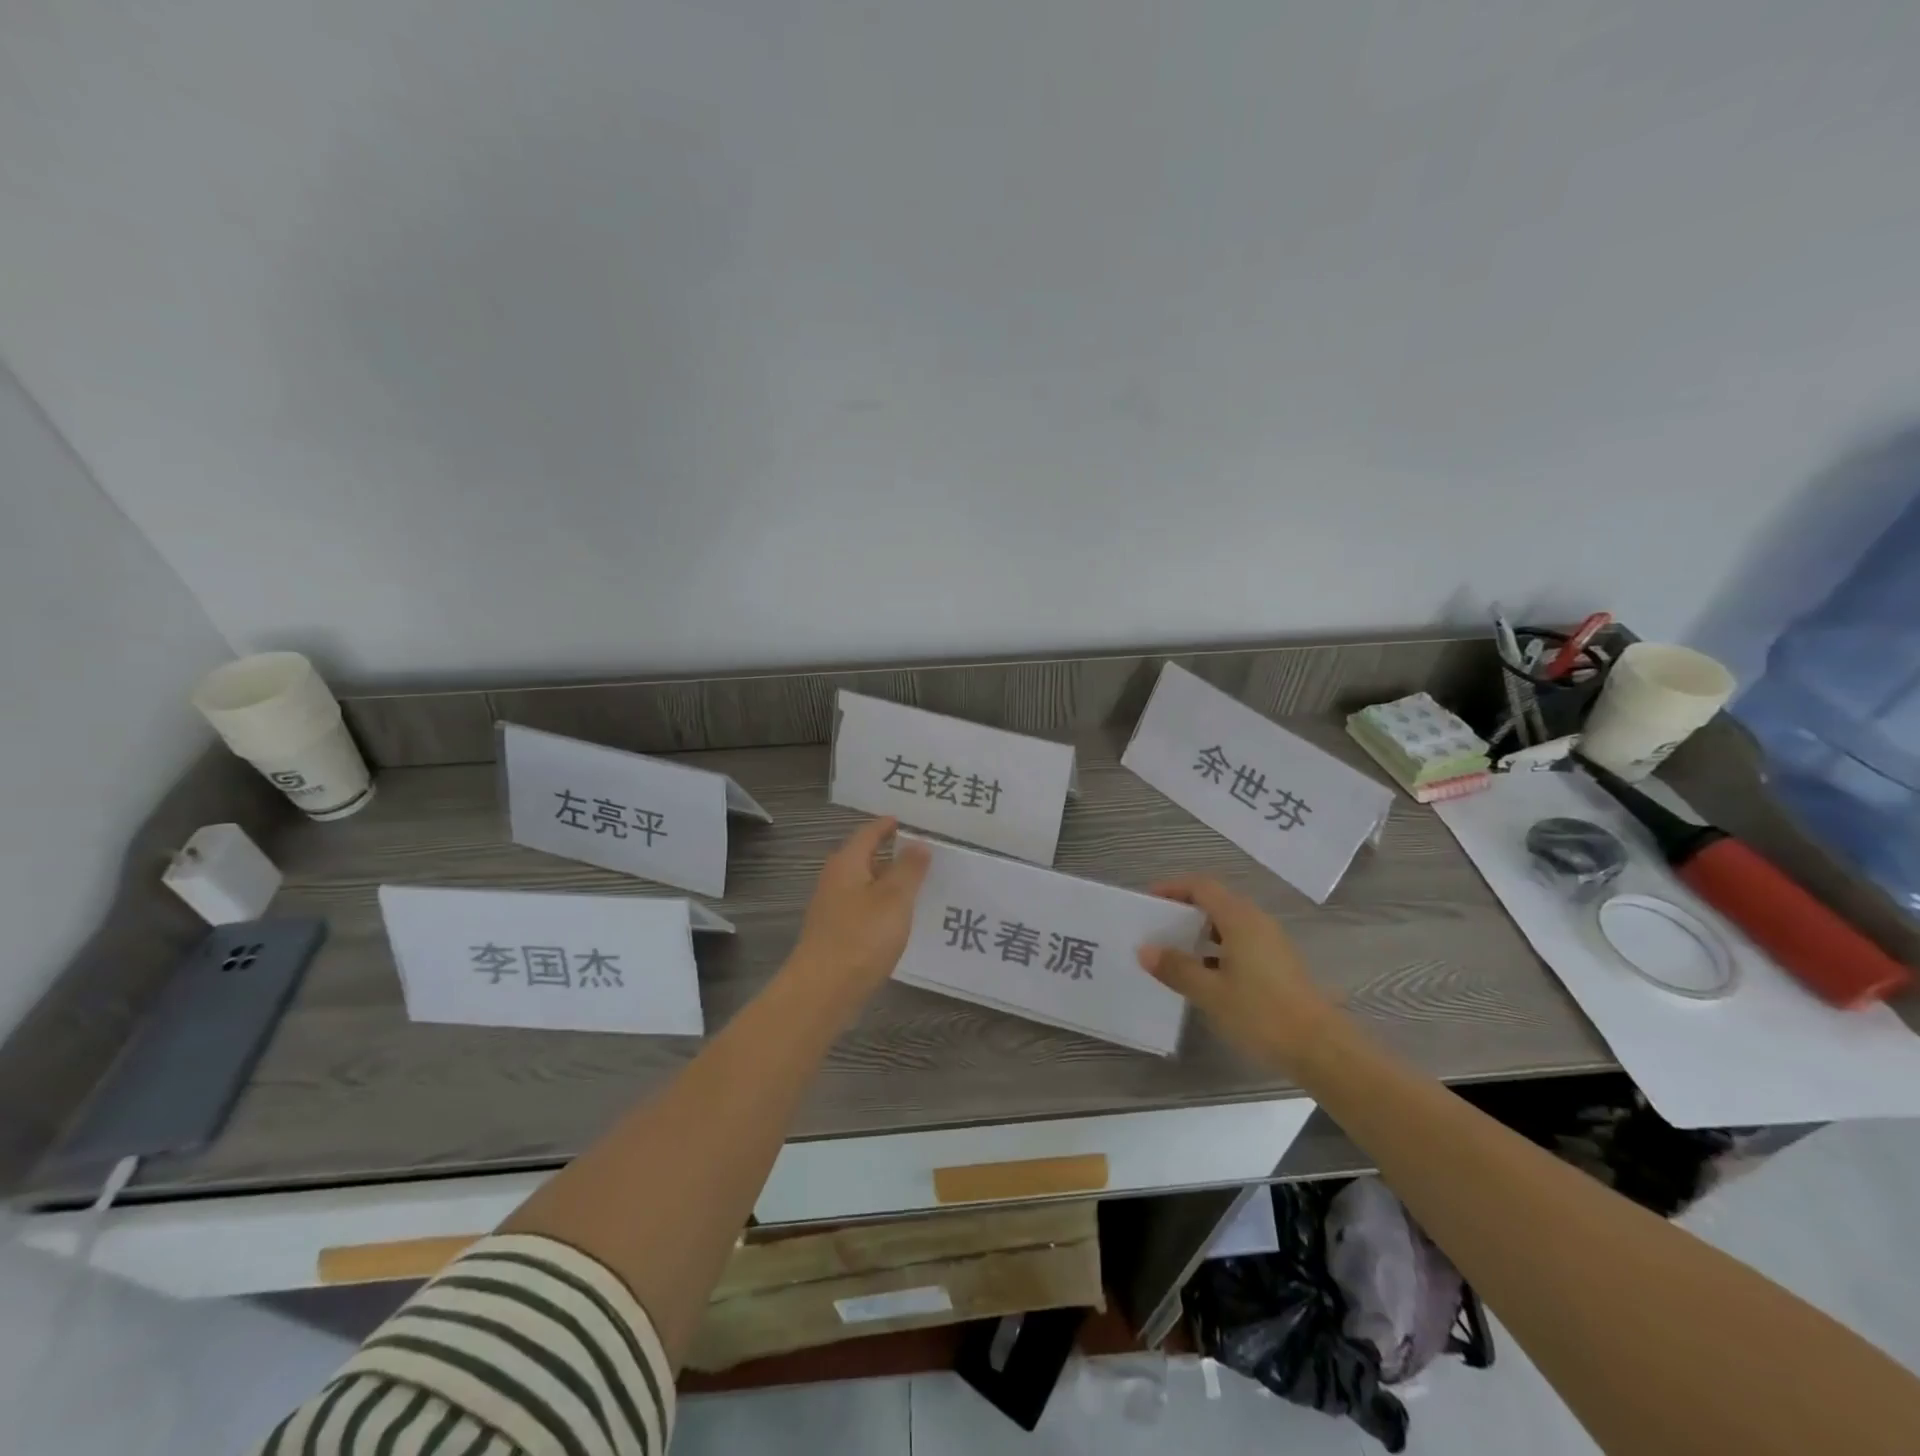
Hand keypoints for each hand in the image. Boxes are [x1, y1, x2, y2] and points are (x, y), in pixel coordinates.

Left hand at [790, 817, 930, 999]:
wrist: (822, 992)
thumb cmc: (861, 937)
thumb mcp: (894, 899)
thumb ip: (909, 869)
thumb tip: (918, 844)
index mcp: (846, 864)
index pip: (868, 833)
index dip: (888, 826)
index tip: (908, 821)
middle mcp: (835, 881)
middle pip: (864, 858)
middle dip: (891, 855)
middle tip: (923, 854)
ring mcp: (832, 910)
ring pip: (864, 886)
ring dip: (888, 884)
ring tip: (919, 886)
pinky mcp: (835, 935)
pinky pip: (863, 910)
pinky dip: (882, 908)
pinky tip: (899, 921)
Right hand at [1137, 876, 1337, 1069]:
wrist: (1321, 1049)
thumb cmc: (1262, 1014)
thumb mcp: (1210, 992)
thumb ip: (1177, 968)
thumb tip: (1145, 950)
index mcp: (1240, 919)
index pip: (1202, 887)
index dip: (1174, 888)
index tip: (1149, 900)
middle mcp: (1257, 922)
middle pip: (1216, 902)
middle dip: (1185, 910)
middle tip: (1157, 927)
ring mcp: (1271, 943)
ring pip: (1229, 924)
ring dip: (1201, 932)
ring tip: (1174, 952)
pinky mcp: (1278, 964)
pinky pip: (1240, 942)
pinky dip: (1217, 949)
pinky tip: (1204, 975)